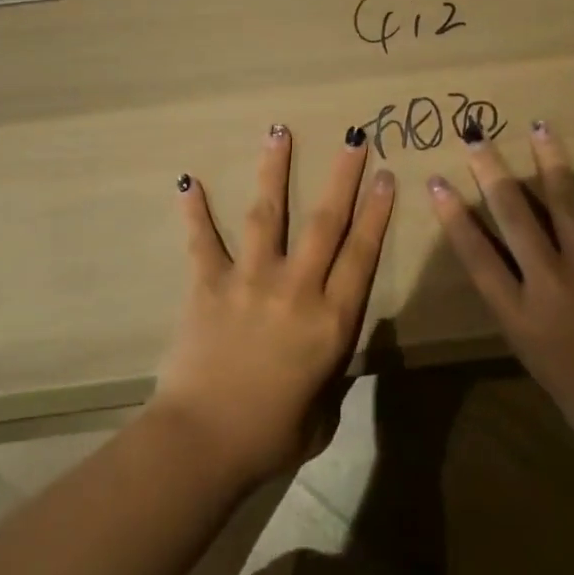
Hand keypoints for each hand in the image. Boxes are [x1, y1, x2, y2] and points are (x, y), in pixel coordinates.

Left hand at [153, 125, 395, 488]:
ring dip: (275, 170)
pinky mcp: (209, 285)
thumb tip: (325, 356)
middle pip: (325, 222)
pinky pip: (202, 241)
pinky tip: (188, 180)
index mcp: (331, 320)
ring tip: (279, 132)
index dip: (376, 212)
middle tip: (354, 137)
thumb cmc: (270, 437)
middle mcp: (296, 289)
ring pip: (267, 214)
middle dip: (342, 176)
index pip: (361, 254)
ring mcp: (250, 281)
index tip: (385, 175)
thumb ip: (330, 376)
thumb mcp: (322, 413)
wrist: (203, 443)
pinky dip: (195, 211)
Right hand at [428, 123, 573, 469]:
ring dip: (550, 162)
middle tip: (475, 136)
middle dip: (492, 172)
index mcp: (520, 317)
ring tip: (539, 127)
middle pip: (514, 216)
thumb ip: (525, 324)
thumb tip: (519, 292)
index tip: (437, 182)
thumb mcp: (540, 369)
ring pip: (564, 203)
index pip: (477, 255)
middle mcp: (549, 282)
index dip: (453, 216)